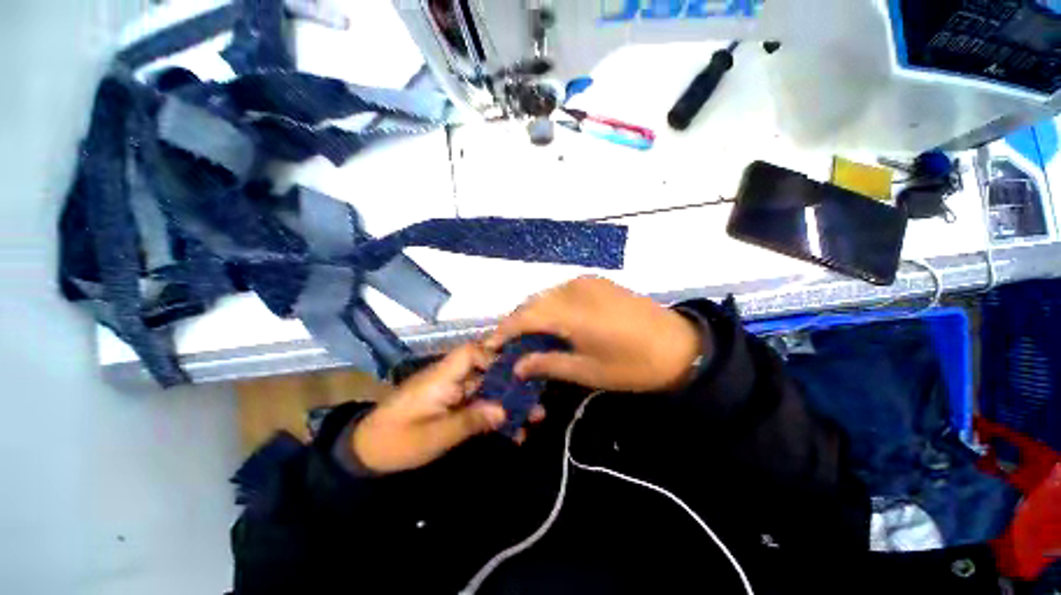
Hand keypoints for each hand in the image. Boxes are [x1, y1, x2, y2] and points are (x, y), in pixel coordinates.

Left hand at [350, 344, 542, 473]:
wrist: (366, 454)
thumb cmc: (396, 441)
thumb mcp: (433, 436)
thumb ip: (469, 420)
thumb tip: (504, 410)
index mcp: (442, 376)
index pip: (471, 352)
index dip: (494, 355)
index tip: (517, 371)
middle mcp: (451, 379)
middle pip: (486, 372)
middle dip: (511, 384)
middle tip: (537, 398)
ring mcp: (453, 394)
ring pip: (486, 390)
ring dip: (508, 402)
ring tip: (533, 417)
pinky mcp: (453, 408)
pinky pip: (479, 406)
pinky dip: (495, 417)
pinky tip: (513, 433)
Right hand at [486, 277, 704, 392]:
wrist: (681, 345)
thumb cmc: (634, 365)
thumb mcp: (588, 372)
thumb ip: (547, 364)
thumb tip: (517, 366)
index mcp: (571, 312)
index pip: (524, 317)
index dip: (504, 331)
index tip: (491, 346)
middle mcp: (573, 288)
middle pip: (533, 303)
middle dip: (516, 323)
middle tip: (509, 345)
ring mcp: (586, 282)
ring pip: (546, 295)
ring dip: (533, 314)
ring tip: (528, 336)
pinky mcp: (596, 282)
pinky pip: (562, 292)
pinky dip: (550, 306)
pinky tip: (552, 322)